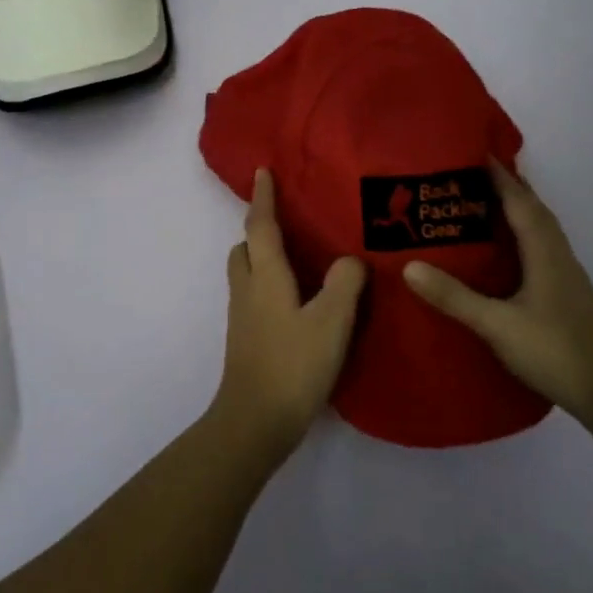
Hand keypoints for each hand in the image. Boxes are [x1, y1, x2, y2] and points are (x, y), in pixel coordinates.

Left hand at [213, 169, 367, 461]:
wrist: (255, 422)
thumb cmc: (292, 366)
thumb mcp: (330, 323)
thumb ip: (344, 285)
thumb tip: (350, 260)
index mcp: (265, 277)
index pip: (260, 226)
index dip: (262, 198)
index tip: (261, 171)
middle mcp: (248, 289)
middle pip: (245, 247)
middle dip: (258, 227)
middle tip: (287, 219)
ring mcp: (243, 316)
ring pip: (246, 272)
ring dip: (262, 255)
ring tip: (296, 256)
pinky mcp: (246, 338)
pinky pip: (254, 293)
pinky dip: (268, 281)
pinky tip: (296, 298)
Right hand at [404, 160, 592, 425]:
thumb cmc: (556, 352)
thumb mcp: (497, 325)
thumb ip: (454, 297)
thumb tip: (409, 266)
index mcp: (544, 252)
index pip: (520, 201)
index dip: (499, 175)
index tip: (473, 151)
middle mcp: (558, 255)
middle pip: (534, 209)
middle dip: (507, 186)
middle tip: (470, 174)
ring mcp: (566, 276)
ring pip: (540, 229)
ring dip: (516, 209)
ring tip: (482, 203)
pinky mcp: (567, 294)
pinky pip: (541, 248)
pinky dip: (522, 234)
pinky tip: (505, 250)